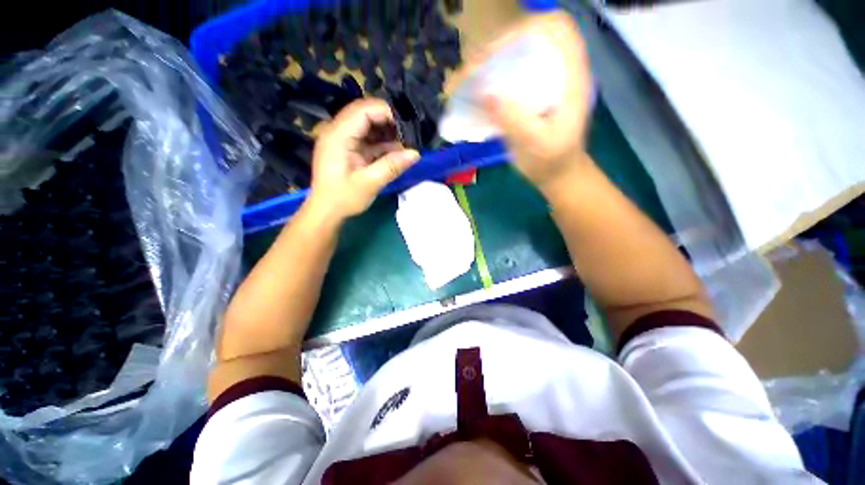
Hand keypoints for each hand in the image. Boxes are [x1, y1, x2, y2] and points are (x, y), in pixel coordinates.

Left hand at [306, 99, 419, 221]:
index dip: (387, 112)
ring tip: (407, 143)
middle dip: (389, 121)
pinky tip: (397, 152)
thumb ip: (392, 166)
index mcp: (338, 135)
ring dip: (388, 132)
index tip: (408, 125)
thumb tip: (416, 153)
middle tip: (410, 134)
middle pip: (366, 114)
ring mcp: (343, 139)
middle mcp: (338, 131)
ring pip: (368, 125)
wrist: (326, 211)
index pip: (363, 110)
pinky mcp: (348, 148)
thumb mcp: (369, 183)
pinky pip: (368, 139)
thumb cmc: (343, 198)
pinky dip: (383, 144)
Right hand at [454, 12, 593, 189]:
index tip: (497, 53)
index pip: (556, 29)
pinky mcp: (529, 96)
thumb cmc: (551, 162)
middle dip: (500, 46)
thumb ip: (514, 120)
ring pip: (517, 56)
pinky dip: (491, 80)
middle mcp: (558, 73)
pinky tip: (476, 92)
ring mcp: (543, 84)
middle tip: (474, 69)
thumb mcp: (536, 145)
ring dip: (491, 62)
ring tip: (469, 79)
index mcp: (571, 78)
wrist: (556, 175)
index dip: (526, 30)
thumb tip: (484, 93)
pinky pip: (509, 78)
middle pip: (531, 37)